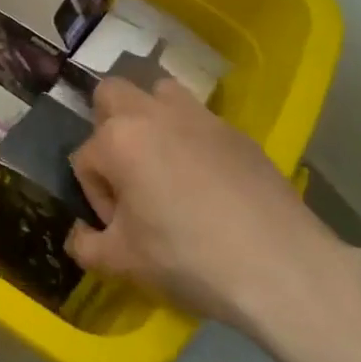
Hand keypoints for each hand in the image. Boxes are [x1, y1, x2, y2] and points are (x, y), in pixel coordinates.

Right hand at [64, 76, 346, 334]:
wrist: (281, 268)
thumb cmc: (187, 258)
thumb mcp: (121, 262)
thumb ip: (86, 245)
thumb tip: (79, 237)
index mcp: (118, 139)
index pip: (85, 158)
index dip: (95, 196)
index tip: (118, 227)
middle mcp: (153, 114)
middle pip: (112, 95)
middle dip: (107, 126)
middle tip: (126, 173)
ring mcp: (200, 118)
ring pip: (160, 93)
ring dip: (151, 118)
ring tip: (164, 164)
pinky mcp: (238, 133)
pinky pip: (201, 121)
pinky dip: (192, 139)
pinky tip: (207, 183)